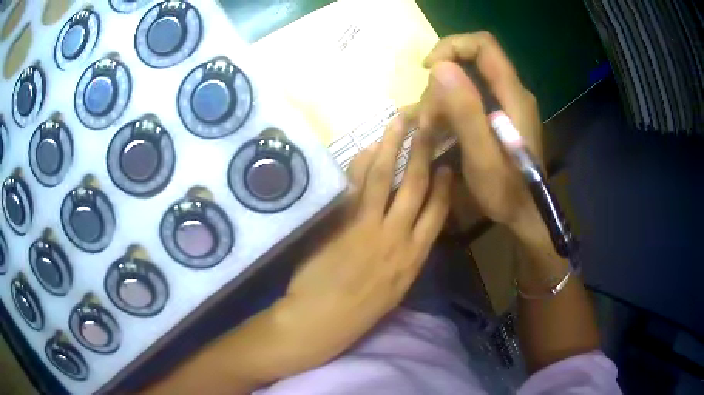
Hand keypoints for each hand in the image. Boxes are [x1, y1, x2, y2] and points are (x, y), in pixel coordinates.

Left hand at [272, 112, 452, 376]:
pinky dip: (362, 164)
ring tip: (400, 122)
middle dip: (424, 153)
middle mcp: (398, 238)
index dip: (444, 187)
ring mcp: (370, 228)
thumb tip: (405, 228)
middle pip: (416, 187)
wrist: (321, 322)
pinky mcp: (343, 223)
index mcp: (414, 259)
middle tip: (429, 125)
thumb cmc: (358, 312)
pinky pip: (356, 187)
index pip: (438, 214)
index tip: (447, 165)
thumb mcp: (393, 288)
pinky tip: (366, 147)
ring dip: (394, 146)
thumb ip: (402, 257)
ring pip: (387, 178)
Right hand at [418, 32, 543, 227]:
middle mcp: (511, 93)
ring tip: (430, 129)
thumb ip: (465, 111)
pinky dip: (451, 108)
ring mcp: (506, 104)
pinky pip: (471, 98)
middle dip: (443, 82)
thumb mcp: (481, 156)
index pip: (483, 45)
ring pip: (468, 81)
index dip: (452, 46)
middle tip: (428, 116)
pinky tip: (439, 129)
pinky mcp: (500, 116)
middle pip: (471, 62)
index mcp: (512, 95)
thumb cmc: (506, 191)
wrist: (526, 214)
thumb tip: (440, 67)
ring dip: (443, 99)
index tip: (429, 69)